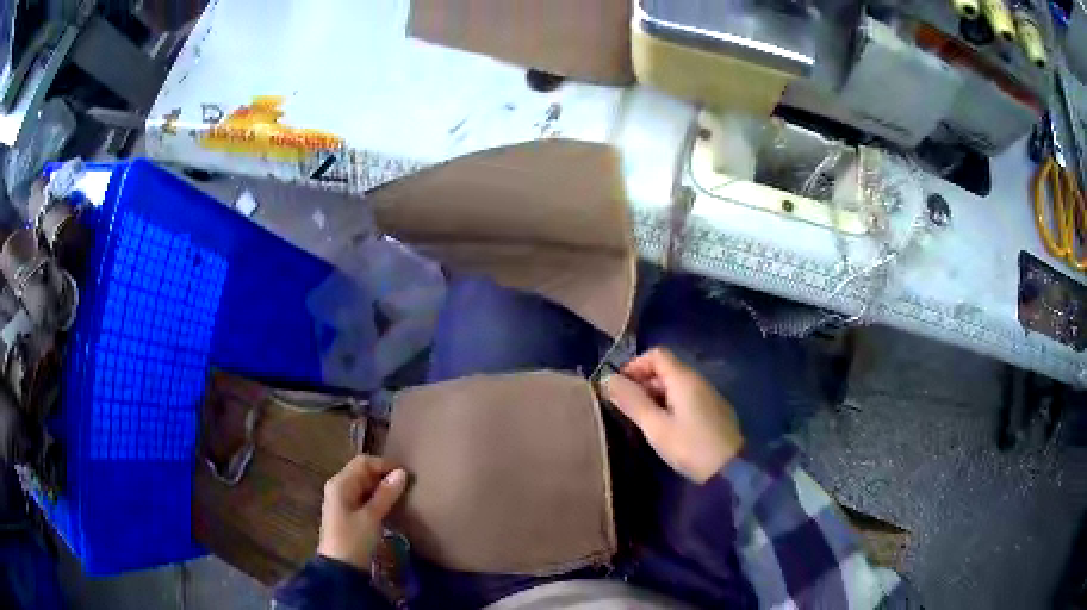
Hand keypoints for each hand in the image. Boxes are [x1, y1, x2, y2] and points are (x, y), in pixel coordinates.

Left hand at [318, 455, 408, 570]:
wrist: (340, 568)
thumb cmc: (354, 539)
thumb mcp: (372, 516)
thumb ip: (386, 494)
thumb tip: (402, 472)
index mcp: (340, 483)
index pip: (364, 462)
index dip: (385, 464)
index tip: (407, 474)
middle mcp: (338, 487)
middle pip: (363, 472)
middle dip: (384, 475)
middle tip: (407, 486)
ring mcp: (341, 501)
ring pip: (364, 485)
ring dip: (381, 488)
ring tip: (402, 496)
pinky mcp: (347, 513)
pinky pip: (363, 498)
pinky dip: (376, 498)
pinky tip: (390, 507)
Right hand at [602, 348, 744, 482]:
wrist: (730, 469)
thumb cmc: (690, 446)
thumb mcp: (656, 427)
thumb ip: (633, 402)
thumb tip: (608, 380)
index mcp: (683, 379)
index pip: (657, 354)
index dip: (635, 365)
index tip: (619, 387)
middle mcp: (698, 381)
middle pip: (666, 369)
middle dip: (642, 383)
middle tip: (625, 408)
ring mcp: (708, 396)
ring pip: (676, 386)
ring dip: (655, 396)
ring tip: (641, 420)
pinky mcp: (714, 412)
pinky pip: (687, 399)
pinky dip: (670, 405)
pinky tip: (664, 428)